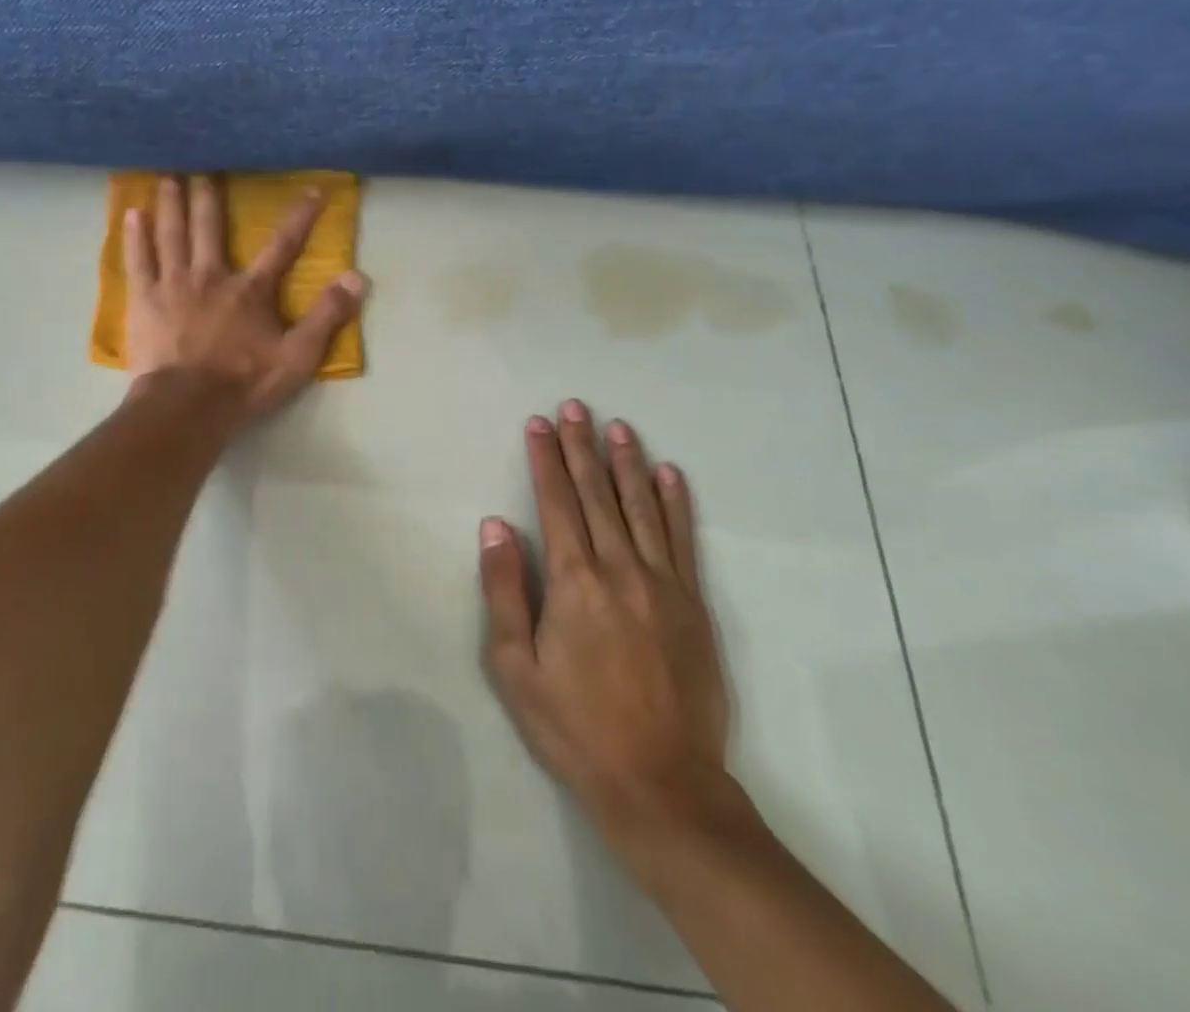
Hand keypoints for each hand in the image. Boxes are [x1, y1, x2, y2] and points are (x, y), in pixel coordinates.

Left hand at [124, 174, 363, 427]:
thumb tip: (357, 277)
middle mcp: (211, 275)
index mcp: (250, 290)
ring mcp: (173, 284)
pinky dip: (135, 236)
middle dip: (209, 196)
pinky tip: (132, 214)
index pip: (282, 246)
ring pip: (173, 233)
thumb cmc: (244, 383)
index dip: (300, 218)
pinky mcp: (144, 300)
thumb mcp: (298, 356)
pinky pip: (139, 260)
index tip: (313, 191)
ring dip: (172, 204)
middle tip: (203, 167)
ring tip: (168, 177)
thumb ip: (327, 316)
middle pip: (210, 227)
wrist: (187, 406)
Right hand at [479, 400, 733, 845]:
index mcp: (574, 580)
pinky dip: (675, 503)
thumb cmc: (575, 724)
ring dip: (627, 462)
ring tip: (618, 427)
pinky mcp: (693, 604)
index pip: (556, 502)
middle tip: (575, 406)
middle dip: (582, 446)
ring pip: (641, 507)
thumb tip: (496, 526)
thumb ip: (505, 590)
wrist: (662, 783)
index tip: (539, 423)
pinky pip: (682, 540)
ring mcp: (663, 583)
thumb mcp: (515, 666)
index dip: (545, 459)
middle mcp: (620, 568)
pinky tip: (670, 475)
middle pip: (597, 493)